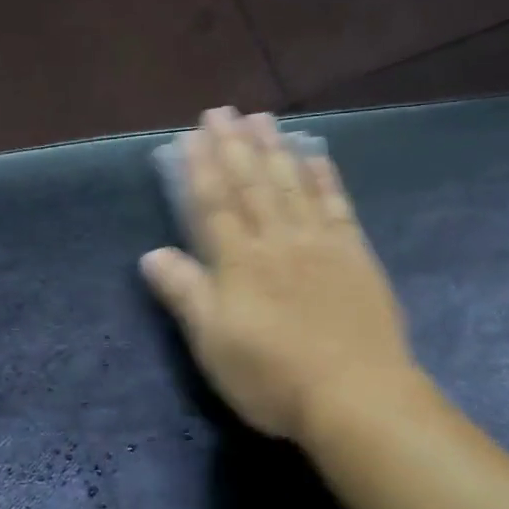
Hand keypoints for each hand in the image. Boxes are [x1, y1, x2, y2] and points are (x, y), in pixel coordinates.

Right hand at [140, 108, 419, 442]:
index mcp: (239, 262)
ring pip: (293, 185)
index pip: (215, 204)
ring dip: (275, 149)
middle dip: (235, 146)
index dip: (202, 168)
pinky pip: (336, 206)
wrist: (355, 396)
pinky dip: (325, 179)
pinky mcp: (356, 256)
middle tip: (223, 111)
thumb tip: (151, 254)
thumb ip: (185, 294)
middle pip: (253, 184)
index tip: (193, 135)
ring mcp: (320, 245)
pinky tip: (317, 156)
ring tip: (263, 119)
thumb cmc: (272, 376)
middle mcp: (277, 241)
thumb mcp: (213, 343)